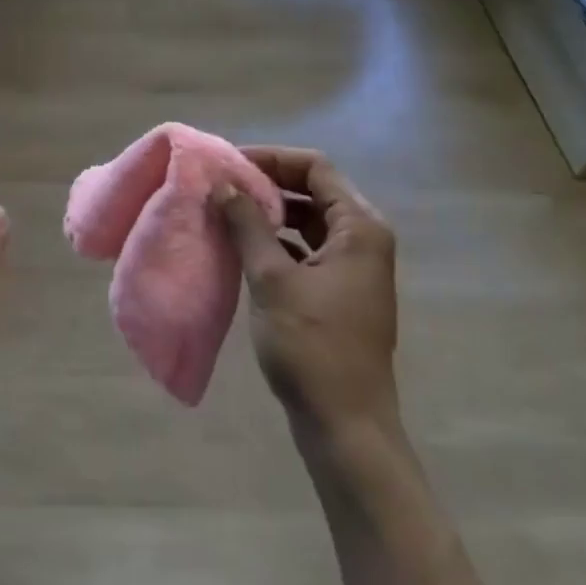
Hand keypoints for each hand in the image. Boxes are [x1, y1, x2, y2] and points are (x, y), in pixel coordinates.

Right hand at [217, 147, 399, 447]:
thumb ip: (247, 225)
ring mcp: (354, 267)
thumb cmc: (311, 346)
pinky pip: (306, 249)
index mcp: (360, 227)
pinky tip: (243, 247)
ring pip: (308, 221)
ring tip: (226, 211)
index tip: (230, 164)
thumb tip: (223, 184)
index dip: (272, 158)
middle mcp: (363, 239)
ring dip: (270, 213)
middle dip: (267, 183)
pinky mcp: (340, 291)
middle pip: (313, 191)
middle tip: (222, 185)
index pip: (315, 168)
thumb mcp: (272, 279)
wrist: (345, 426)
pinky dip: (277, 241)